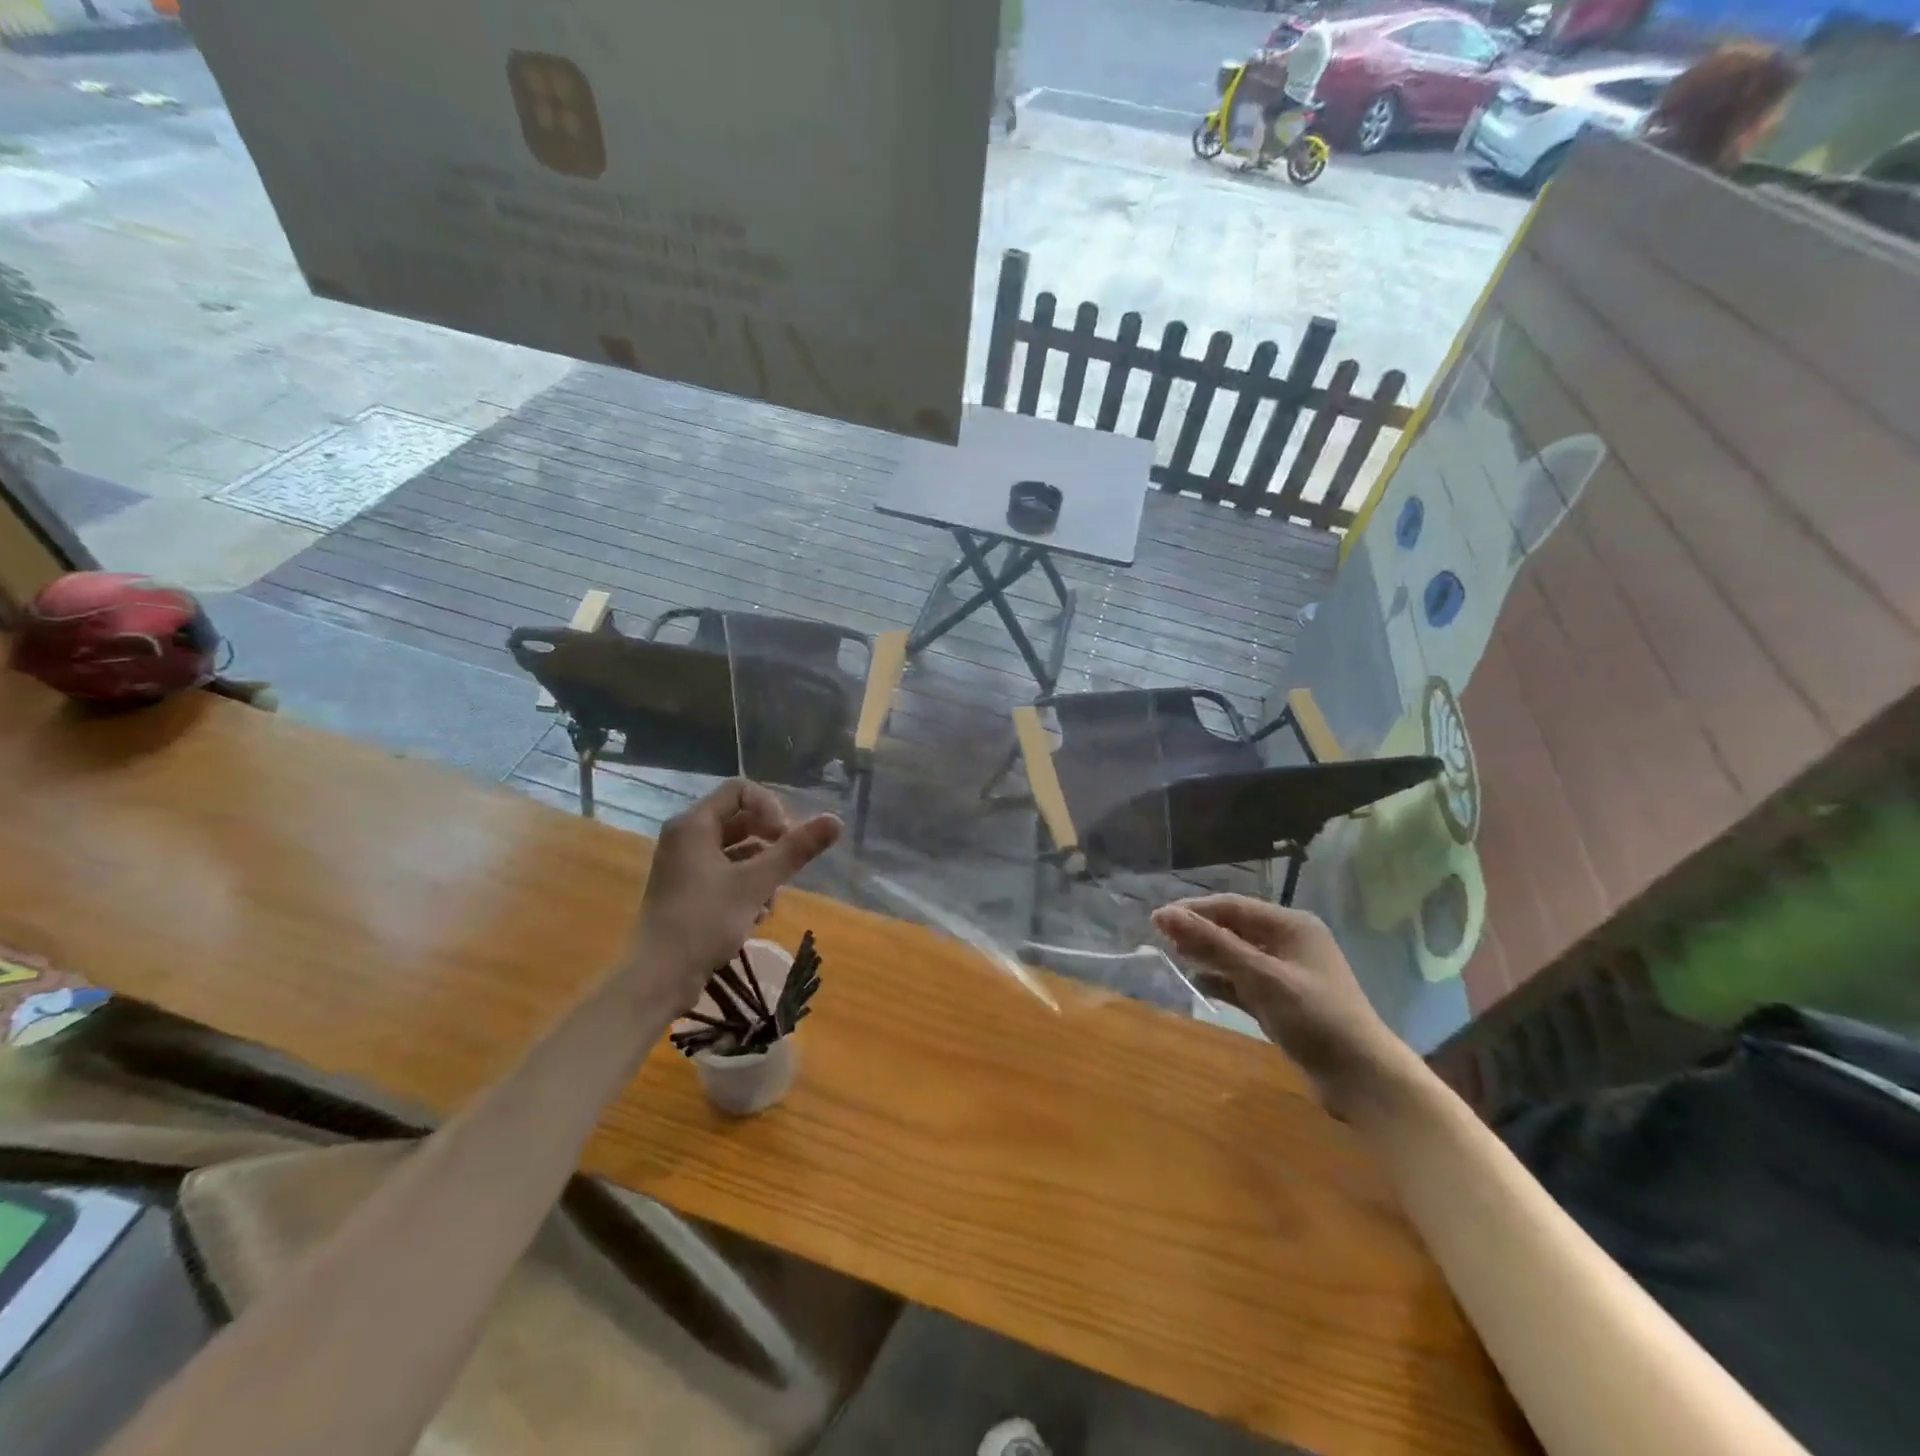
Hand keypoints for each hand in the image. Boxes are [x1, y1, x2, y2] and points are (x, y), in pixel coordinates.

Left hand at [629, 781, 841, 1012]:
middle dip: (770, 842)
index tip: (784, 838)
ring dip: (762, 869)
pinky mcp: (688, 891)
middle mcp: (685, 837)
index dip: (770, 807)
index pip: (740, 790)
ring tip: (773, 899)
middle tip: (788, 866)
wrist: (658, 978)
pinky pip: (725, 873)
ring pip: (736, 850)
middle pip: (740, 820)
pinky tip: (759, 915)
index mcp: (693, 825)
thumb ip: (796, 850)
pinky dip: (746, 886)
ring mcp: (684, 866)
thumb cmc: (704, 922)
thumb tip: (836, 820)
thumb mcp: (756, 884)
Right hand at [1152, 895, 1415, 1117]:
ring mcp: (1288, 973)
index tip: (1157, 920)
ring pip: (1238, 955)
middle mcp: (1290, 942)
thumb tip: (1163, 914)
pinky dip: (1224, 980)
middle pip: (1235, 928)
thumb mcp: (1260, 976)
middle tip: (1162, 939)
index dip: (1194, 910)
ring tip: (1175, 957)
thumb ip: (1212, 944)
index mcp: (1292, 925)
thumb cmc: (1314, 1017)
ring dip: (1209, 955)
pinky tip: (1201, 984)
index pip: (1233, 906)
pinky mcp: (1284, 1001)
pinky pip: (1245, 981)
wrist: (1363, 1079)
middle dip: (1200, 931)